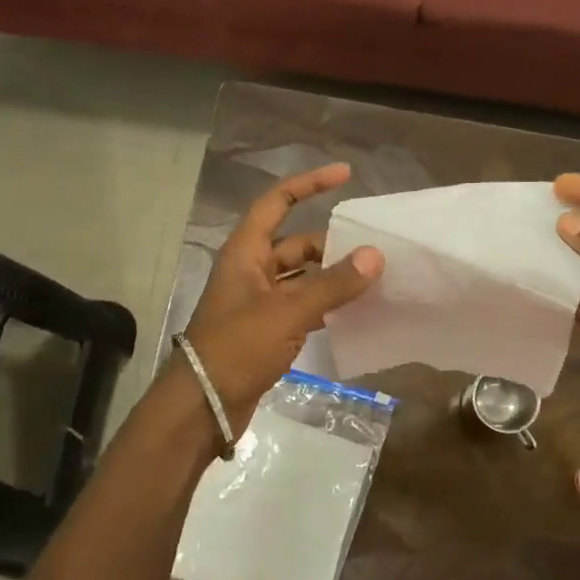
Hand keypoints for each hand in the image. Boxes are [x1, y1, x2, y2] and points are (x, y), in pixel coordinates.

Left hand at [178, 163, 381, 433]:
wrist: (204, 404)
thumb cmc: (238, 346)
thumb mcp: (287, 312)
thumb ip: (333, 284)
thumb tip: (375, 255)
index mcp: (246, 252)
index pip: (278, 201)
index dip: (309, 184)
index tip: (345, 174)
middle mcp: (252, 270)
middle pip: (298, 243)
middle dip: (333, 244)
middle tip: (374, 249)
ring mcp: (260, 302)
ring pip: (304, 277)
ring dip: (333, 277)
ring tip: (374, 278)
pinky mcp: (268, 330)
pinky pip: (303, 306)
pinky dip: (327, 305)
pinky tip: (356, 310)